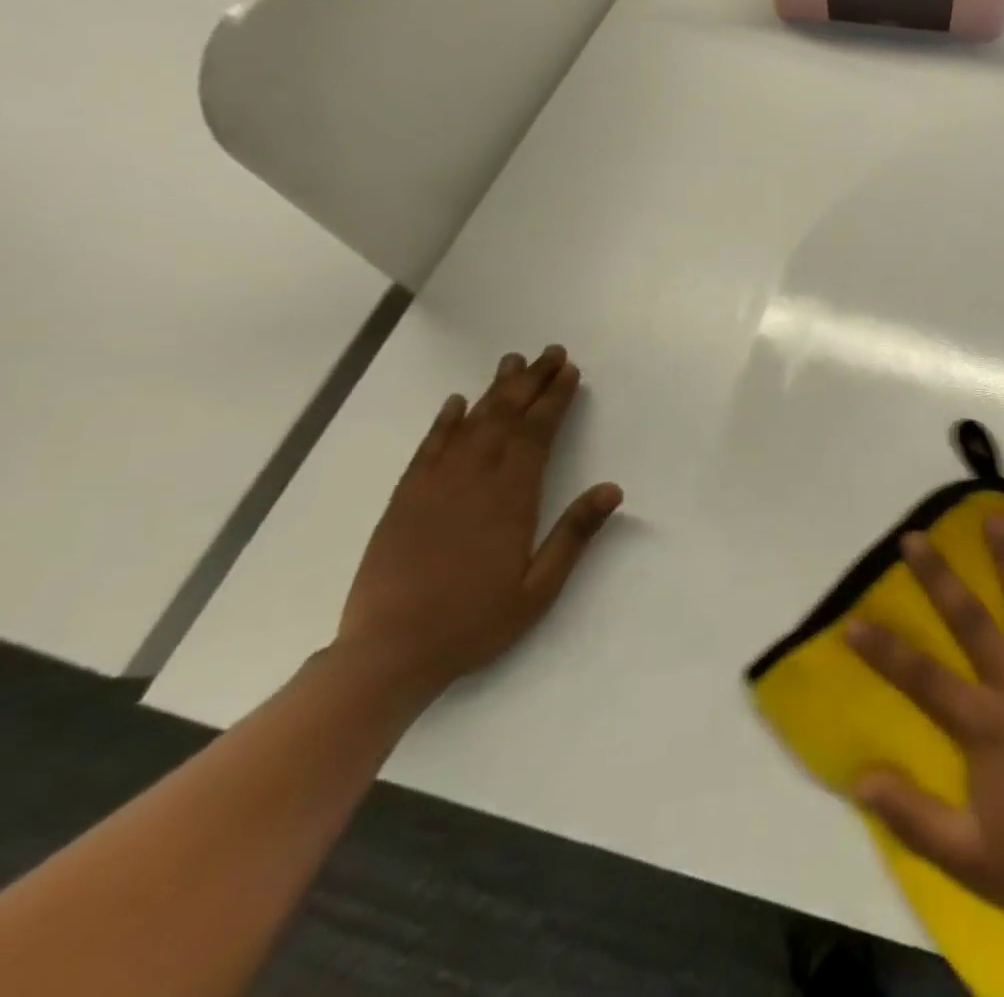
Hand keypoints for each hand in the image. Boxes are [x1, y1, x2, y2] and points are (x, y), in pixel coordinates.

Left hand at [334, 345, 622, 699]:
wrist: (387, 654)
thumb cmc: (474, 622)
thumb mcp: (539, 588)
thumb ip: (574, 534)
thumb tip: (612, 488)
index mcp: (509, 499)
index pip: (536, 434)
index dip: (554, 399)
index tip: (569, 372)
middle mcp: (472, 481)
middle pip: (504, 418)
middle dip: (530, 382)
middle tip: (549, 352)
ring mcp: (433, 488)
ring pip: (469, 425)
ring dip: (493, 391)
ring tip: (512, 363)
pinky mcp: (404, 501)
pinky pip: (428, 449)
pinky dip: (444, 422)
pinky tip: (455, 404)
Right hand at [845, 519, 1003, 927]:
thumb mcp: (968, 855)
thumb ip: (913, 815)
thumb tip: (861, 778)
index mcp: (984, 723)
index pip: (922, 677)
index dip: (884, 650)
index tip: (853, 619)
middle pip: (971, 621)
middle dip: (939, 577)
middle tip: (916, 537)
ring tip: (996, 518)